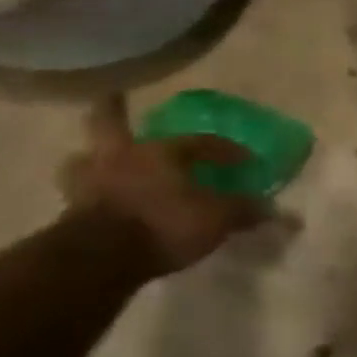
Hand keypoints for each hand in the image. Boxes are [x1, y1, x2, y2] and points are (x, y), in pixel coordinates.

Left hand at [59, 95, 267, 274]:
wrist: (100, 259)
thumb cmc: (164, 224)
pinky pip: (80, 195)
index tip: (244, 160)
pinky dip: (88, 195)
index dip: (225, 150)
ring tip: (95, 160)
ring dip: (90, 157)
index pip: (201, 142)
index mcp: (161, 152)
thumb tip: (286, 215)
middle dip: (112, 110)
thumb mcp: (218, 219)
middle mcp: (121, 158)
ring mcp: (89, 184)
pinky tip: (97, 203)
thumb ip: (246, 212)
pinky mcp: (70, 213)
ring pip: (83, 158)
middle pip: (109, 124)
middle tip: (112, 97)